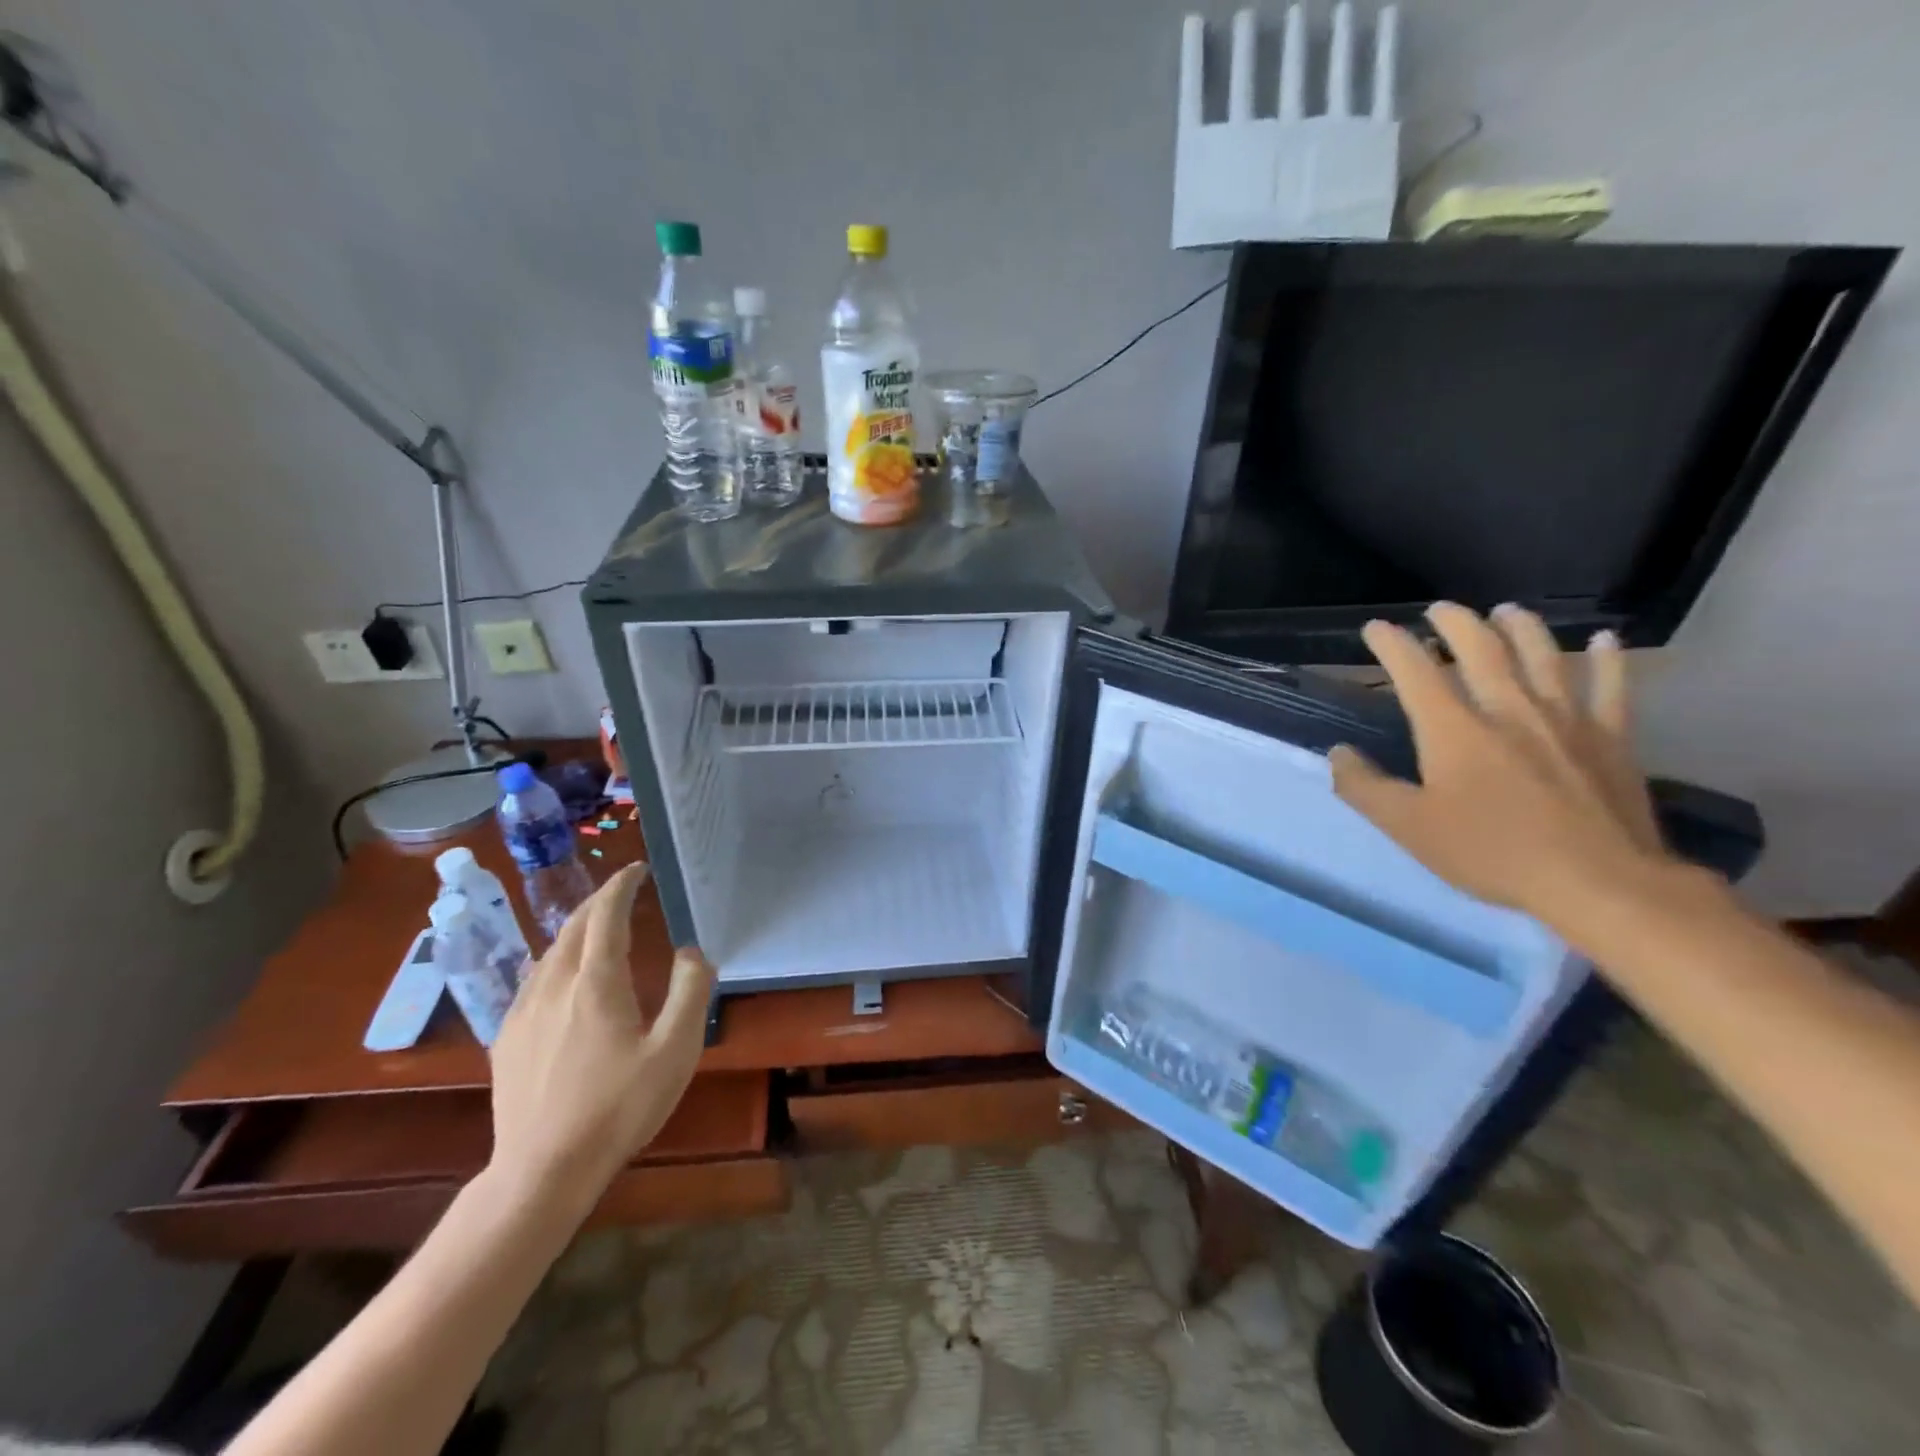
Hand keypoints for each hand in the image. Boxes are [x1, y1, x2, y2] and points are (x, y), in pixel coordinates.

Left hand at [485, 863, 715, 1216]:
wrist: (542, 1171)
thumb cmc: (618, 1109)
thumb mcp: (675, 1051)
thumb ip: (690, 993)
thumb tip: (691, 952)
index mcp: (596, 984)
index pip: (605, 916)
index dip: (621, 886)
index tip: (637, 869)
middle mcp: (554, 986)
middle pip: (573, 927)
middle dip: (598, 902)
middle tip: (623, 891)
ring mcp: (523, 1012)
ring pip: (550, 952)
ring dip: (576, 929)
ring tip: (598, 927)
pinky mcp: (507, 1039)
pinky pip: (534, 980)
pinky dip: (556, 960)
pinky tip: (564, 978)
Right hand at [1329, 602, 1674, 927]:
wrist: (1597, 882)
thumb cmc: (1490, 853)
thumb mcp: (1408, 827)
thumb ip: (1365, 788)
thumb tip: (1338, 753)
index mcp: (1453, 730)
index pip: (1415, 673)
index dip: (1391, 646)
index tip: (1376, 629)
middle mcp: (1507, 710)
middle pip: (1481, 649)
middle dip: (1455, 623)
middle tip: (1440, 609)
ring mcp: (1565, 719)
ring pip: (1542, 655)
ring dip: (1520, 627)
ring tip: (1506, 611)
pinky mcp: (1611, 738)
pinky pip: (1611, 687)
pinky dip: (1607, 660)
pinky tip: (1604, 641)